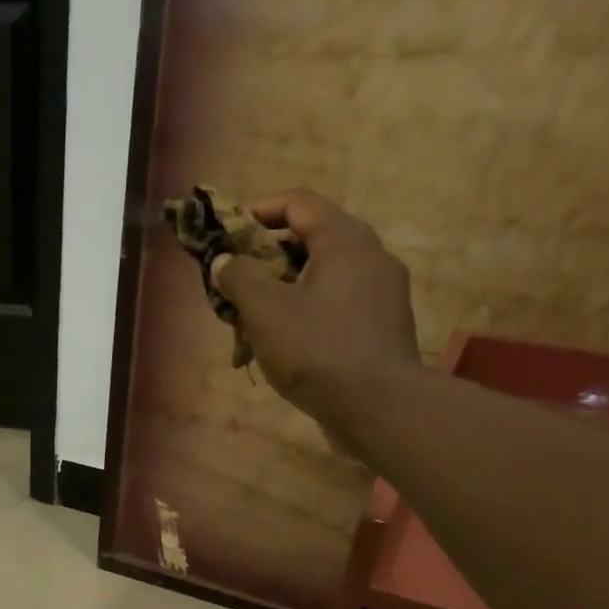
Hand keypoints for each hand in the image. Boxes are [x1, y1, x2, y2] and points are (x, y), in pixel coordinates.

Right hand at [211, 189, 419, 411]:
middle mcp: (370, 254)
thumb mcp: (265, 312)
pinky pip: (338, 302)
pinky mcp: (383, 323)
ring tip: (254, 318)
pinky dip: (307, 309)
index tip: (227, 230)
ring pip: (324, 274)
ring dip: (285, 288)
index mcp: (344, 239)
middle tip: (236, 281)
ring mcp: (382, 290)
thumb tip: (225, 260)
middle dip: (267, 256)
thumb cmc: (317, 350)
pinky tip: (286, 341)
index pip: (298, 203)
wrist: (378, 405)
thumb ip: (240, 279)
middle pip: (312, 238)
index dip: (258, 209)